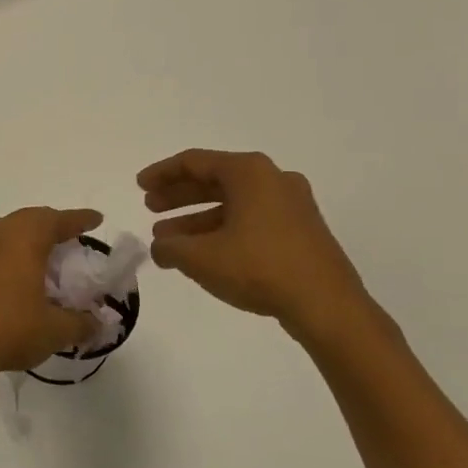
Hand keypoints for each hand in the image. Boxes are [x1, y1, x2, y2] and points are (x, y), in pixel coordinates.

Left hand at [0, 207, 104, 377]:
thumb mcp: (55, 329)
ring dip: (31, 236)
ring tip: (49, 253)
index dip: (81, 220)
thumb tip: (98, 324)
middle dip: (55, 225)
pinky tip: (22, 272)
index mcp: (27, 236)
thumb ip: (81, 323)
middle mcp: (2, 231)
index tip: (97, 220)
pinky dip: (14, 251)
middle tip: (74, 237)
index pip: (60, 220)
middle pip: (33, 218)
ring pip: (12, 229)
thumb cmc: (10, 327)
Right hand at [138, 149, 379, 346]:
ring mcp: (292, 205)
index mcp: (249, 172)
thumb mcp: (201, 257)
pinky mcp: (301, 230)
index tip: (140, 187)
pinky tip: (203, 254)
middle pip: (214, 180)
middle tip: (151, 209)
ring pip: (233, 203)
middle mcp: (273, 179)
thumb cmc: (259, 268)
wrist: (327, 306)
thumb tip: (160, 246)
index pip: (195, 161)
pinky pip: (251, 220)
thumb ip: (170, 247)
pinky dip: (223, 230)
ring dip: (197, 219)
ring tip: (168, 240)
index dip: (162, 174)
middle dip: (179, 196)